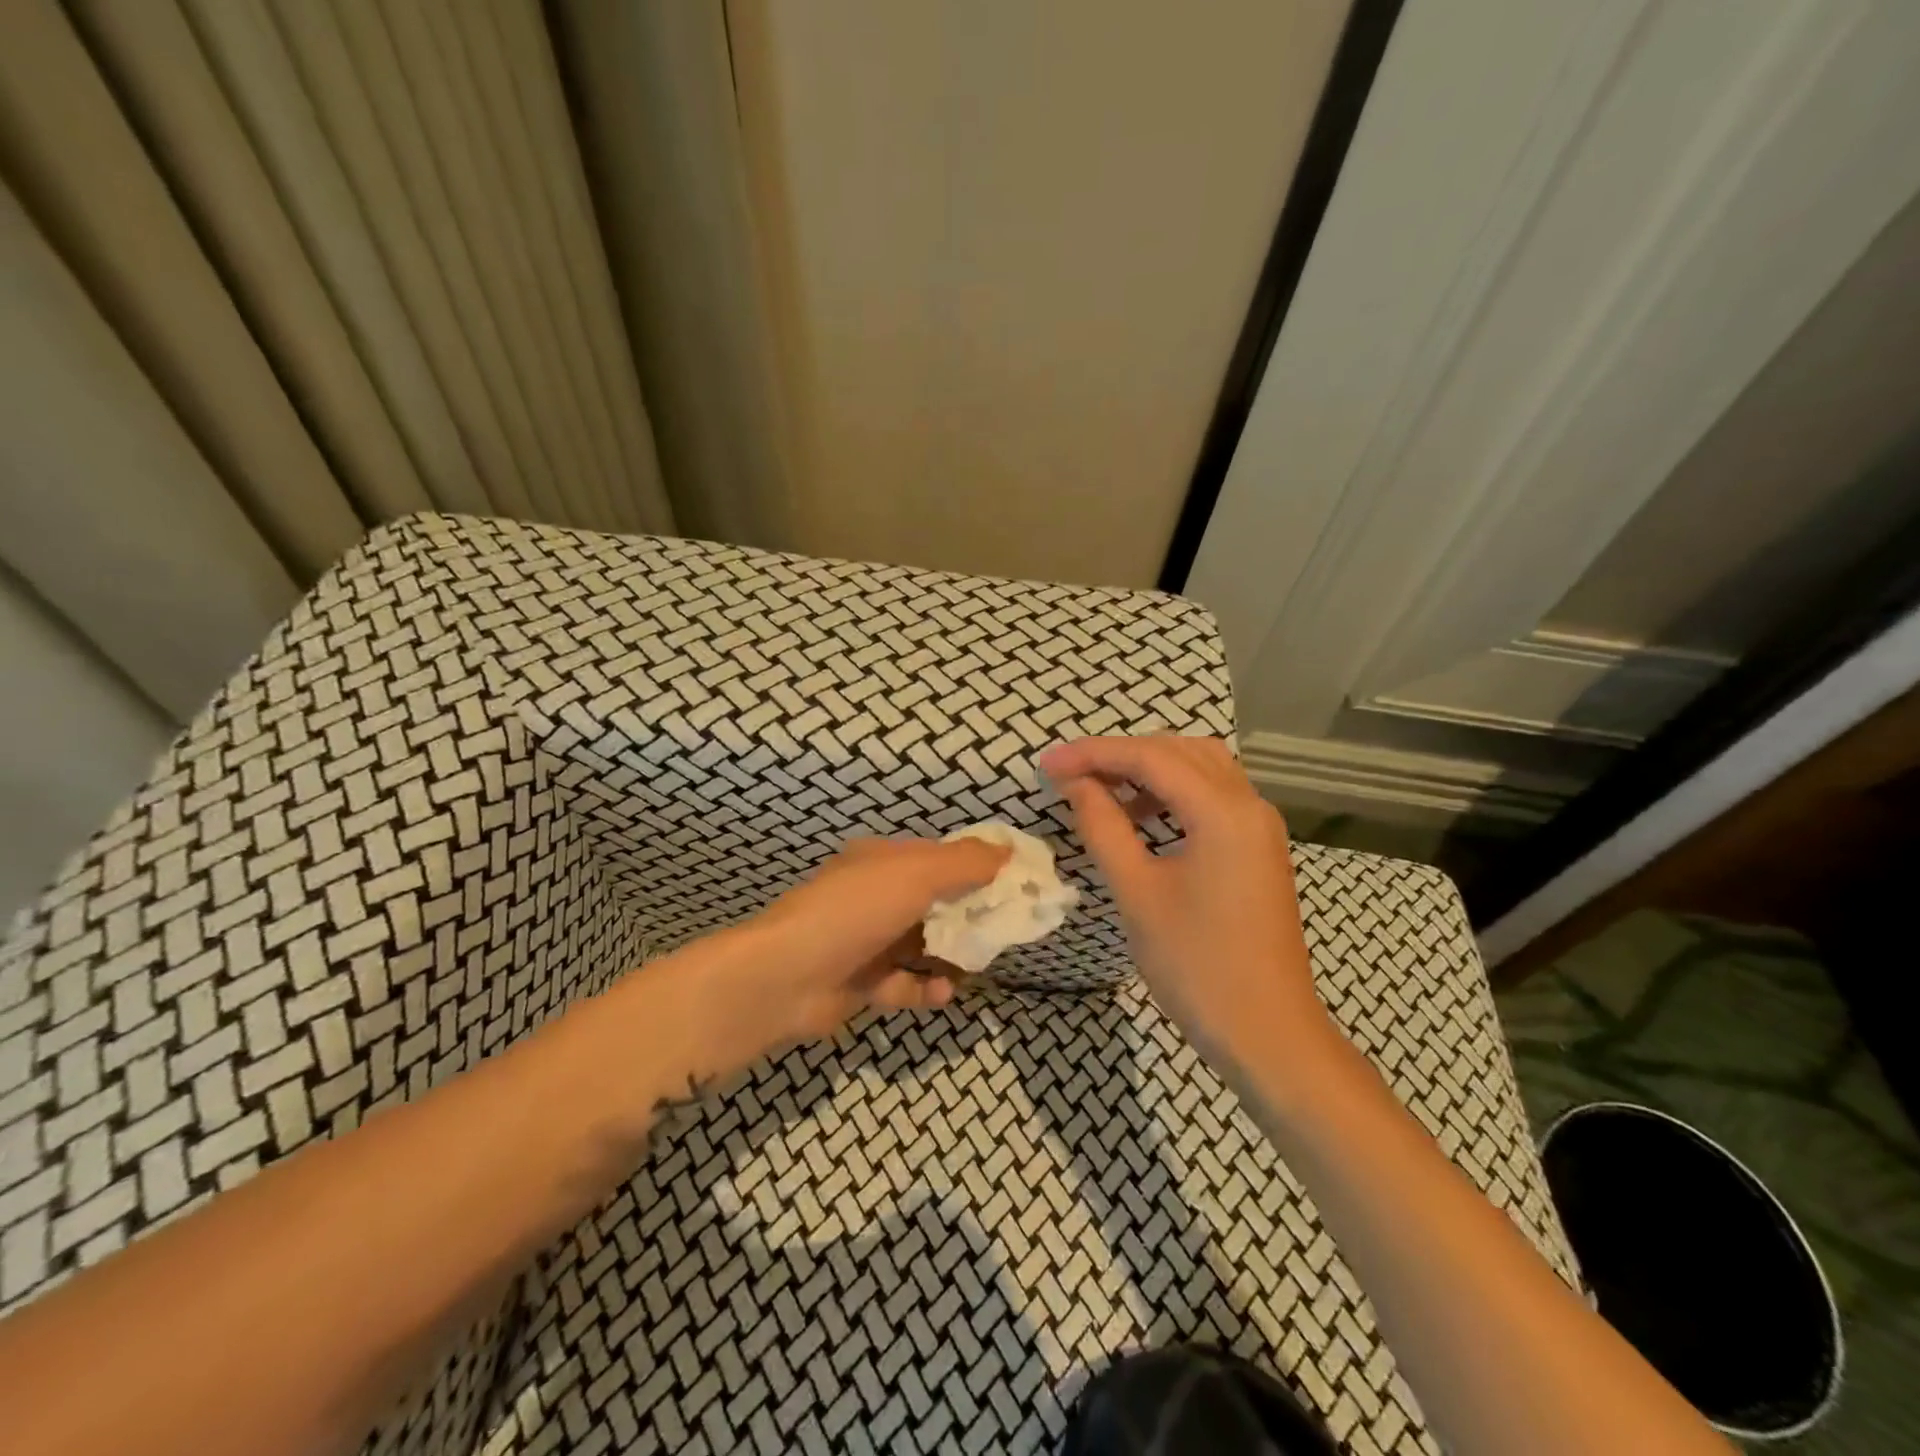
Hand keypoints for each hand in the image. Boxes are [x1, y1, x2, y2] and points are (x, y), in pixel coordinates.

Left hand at [669, 836, 1009, 1081]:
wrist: (785, 977)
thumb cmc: (854, 912)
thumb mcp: (915, 874)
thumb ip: (964, 863)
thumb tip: (1007, 851)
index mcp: (882, 861)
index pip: (940, 857)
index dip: (978, 865)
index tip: (1018, 880)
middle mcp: (873, 897)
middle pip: (934, 901)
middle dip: (970, 913)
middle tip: (1009, 926)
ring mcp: (865, 941)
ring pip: (921, 943)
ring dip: (950, 952)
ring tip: (980, 961)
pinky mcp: (861, 984)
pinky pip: (903, 983)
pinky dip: (925, 987)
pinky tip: (942, 992)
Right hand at [1038, 735, 1329, 1072]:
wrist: (1267, 1034)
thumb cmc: (1196, 965)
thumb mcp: (1137, 892)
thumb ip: (1103, 827)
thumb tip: (1075, 783)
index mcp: (1223, 811)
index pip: (1150, 757)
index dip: (1093, 754)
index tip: (1046, 765)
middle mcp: (1249, 804)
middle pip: (1178, 751)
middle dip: (1120, 755)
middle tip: (1070, 775)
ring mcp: (1259, 826)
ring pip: (1200, 768)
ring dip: (1149, 769)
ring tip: (1103, 790)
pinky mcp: (1258, 848)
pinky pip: (1213, 796)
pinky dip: (1174, 792)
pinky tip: (1143, 817)